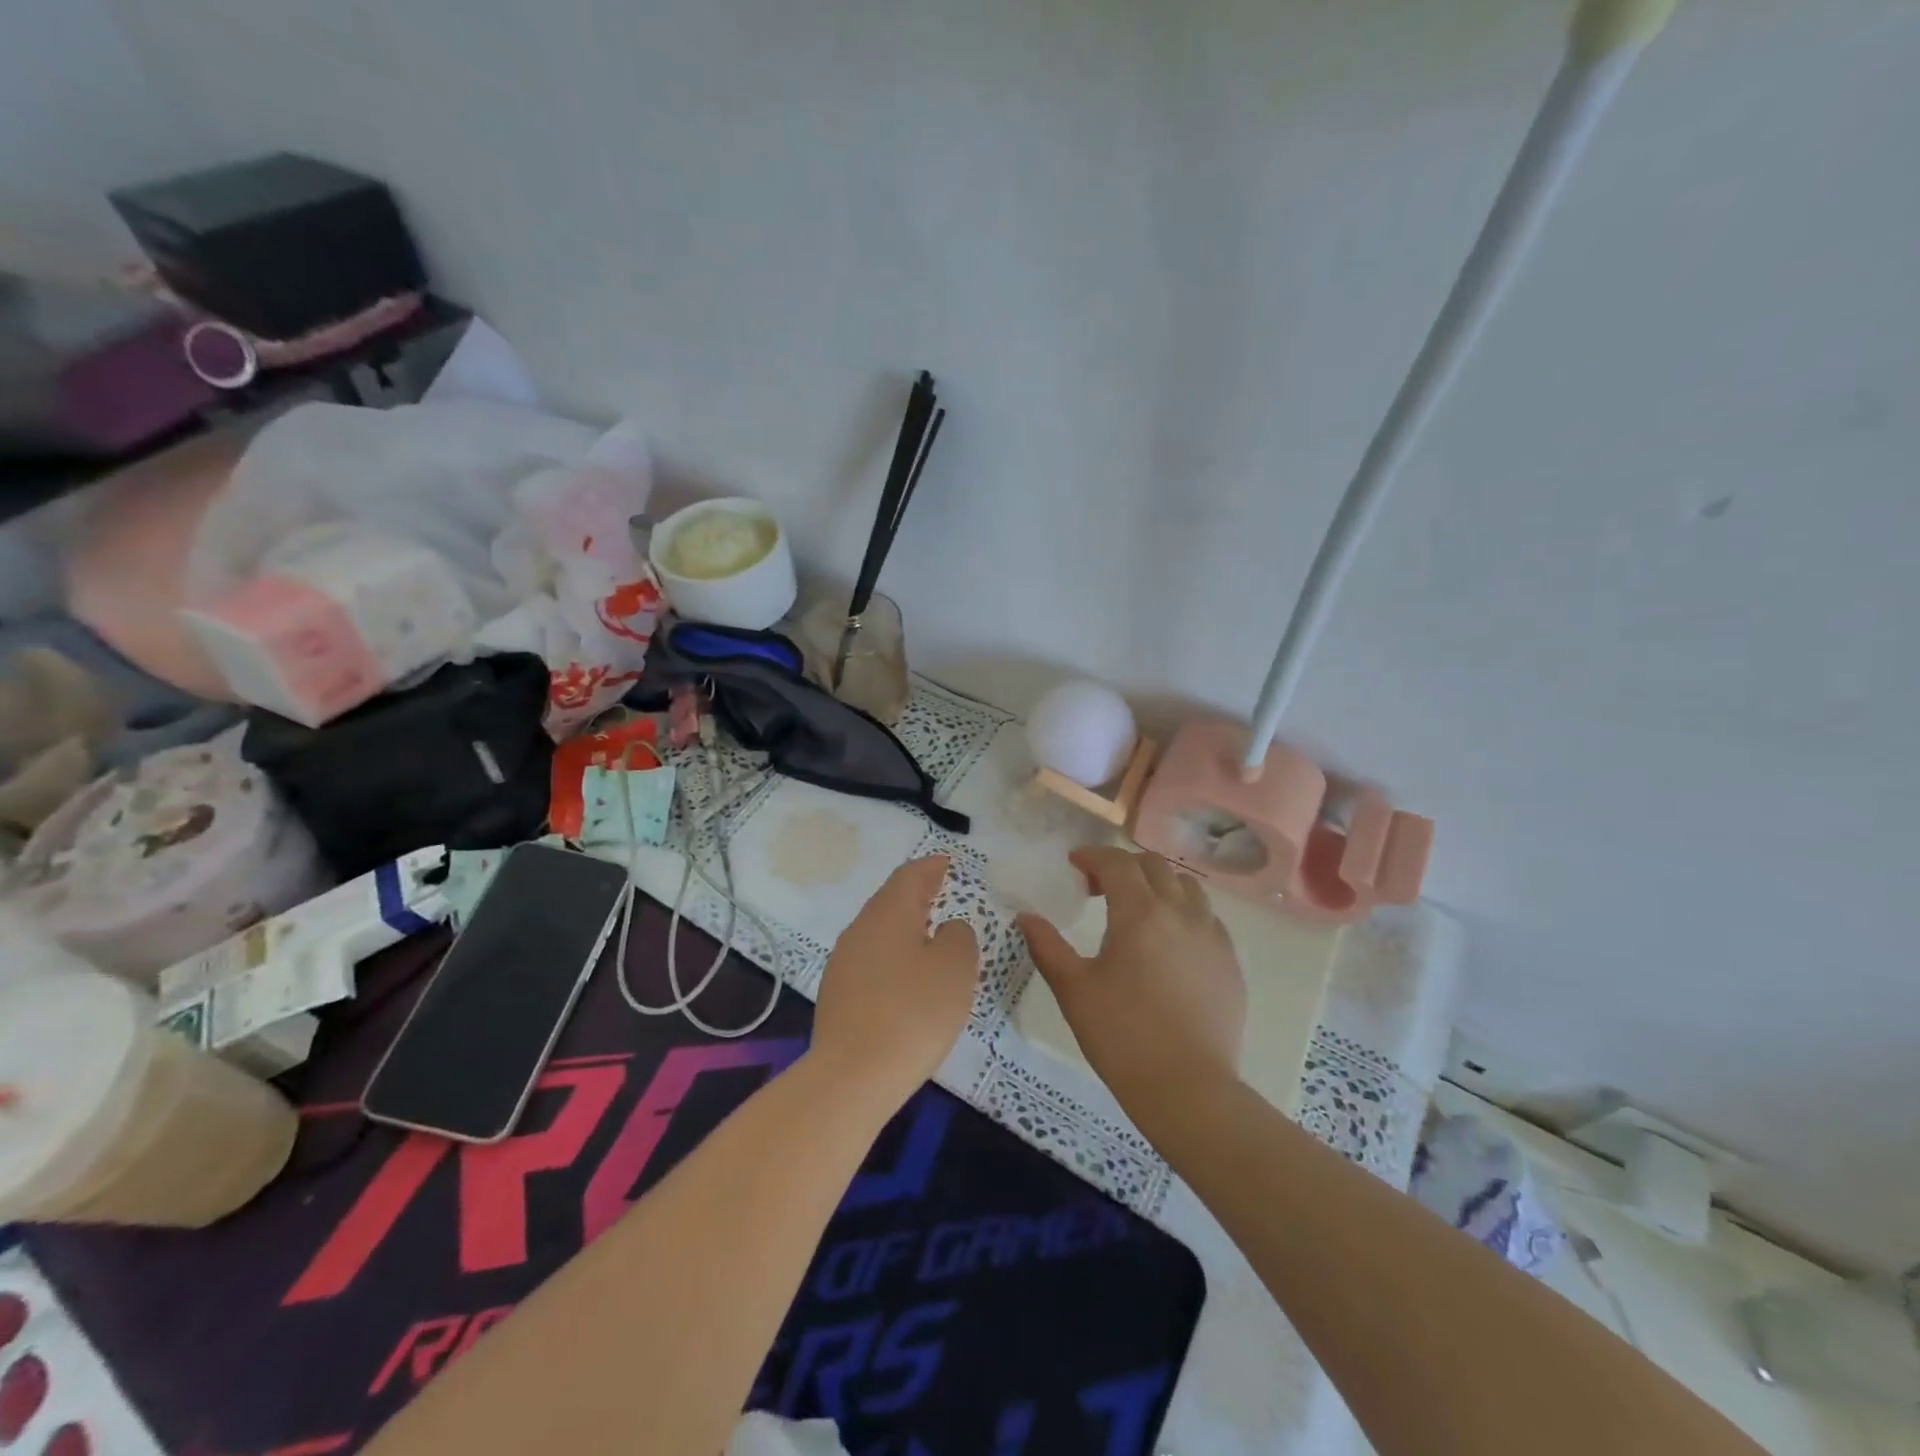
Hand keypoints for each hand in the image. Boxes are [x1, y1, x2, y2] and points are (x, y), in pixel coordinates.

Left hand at [810, 856, 979, 1109]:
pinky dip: (893, 956)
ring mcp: (844, 961)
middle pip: (891, 899)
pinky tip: (906, 976)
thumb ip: (959, 937)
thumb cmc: (913, 1012)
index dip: (931, 867)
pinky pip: (871, 959)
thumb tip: (947, 928)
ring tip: (930, 934)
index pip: (911, 875)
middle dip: (917, 894)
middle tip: (941, 892)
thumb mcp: (955, 968)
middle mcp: (861, 927)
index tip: (948, 863)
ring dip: (904, 926)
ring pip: (879, 930)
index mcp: (889, 911)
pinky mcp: (838, 993)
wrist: (852, 1075)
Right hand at [1020, 847, 1245, 1118]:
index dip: (1093, 856)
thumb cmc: (1122, 1036)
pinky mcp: (1230, 962)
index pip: (1117, 863)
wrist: (1188, 1089)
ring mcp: (1212, 936)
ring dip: (1158, 884)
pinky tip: (1170, 942)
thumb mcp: (1073, 990)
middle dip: (1123, 866)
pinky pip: (1207, 917)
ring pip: (1187, 887)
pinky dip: (1183, 912)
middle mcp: (1181, 912)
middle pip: (1154, 866)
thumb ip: (1047, 946)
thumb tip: (1026, 917)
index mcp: (1140, 913)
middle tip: (1099, 888)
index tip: (1074, 864)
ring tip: (1138, 908)